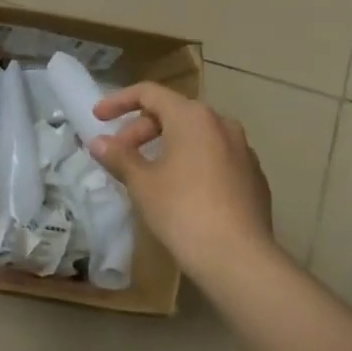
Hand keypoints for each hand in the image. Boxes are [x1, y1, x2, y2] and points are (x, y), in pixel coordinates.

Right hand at [88, 82, 277, 285]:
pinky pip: (214, 157)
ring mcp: (243, 149)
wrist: (238, 257)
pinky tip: (180, 190)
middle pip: (173, 113)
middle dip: (141, 129)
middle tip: (119, 154)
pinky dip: (191, 162)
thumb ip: (119, 156)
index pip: (149, 93)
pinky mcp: (253, 176)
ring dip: (166, 145)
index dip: (118, 101)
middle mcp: (222, 124)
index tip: (98, 118)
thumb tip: (98, 142)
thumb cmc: (182, 211)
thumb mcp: (142, 183)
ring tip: (147, 172)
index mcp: (193, 117)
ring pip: (196, 135)